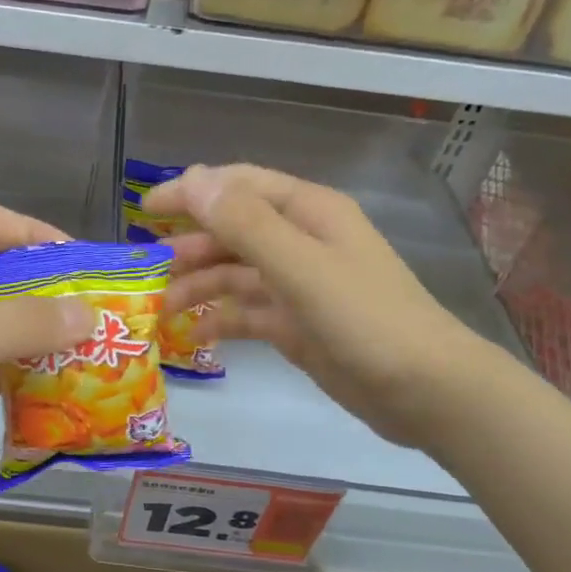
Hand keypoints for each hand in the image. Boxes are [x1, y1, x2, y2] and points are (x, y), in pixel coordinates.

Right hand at [145, 164, 486, 449]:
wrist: (426, 391)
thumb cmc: (366, 320)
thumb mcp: (302, 267)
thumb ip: (246, 224)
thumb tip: (193, 180)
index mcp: (308, 213)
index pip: (239, 186)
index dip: (192, 192)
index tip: (145, 209)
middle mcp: (302, 242)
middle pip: (233, 231)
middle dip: (189, 245)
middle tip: (146, 269)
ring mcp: (299, 285)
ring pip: (235, 273)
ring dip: (198, 285)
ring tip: (161, 308)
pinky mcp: (297, 324)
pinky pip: (247, 312)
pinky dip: (220, 319)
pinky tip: (194, 335)